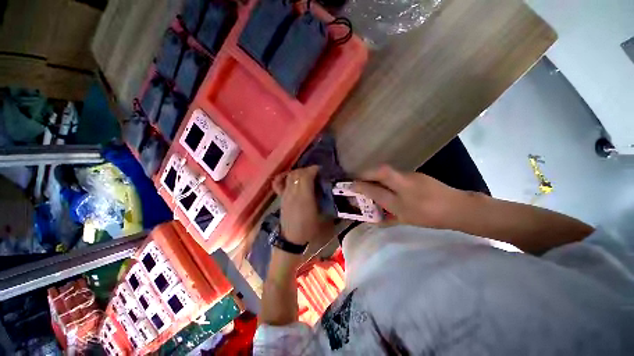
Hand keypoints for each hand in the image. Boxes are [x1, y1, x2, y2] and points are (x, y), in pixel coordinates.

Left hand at [272, 166, 330, 244]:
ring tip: (306, 175)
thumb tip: (325, 188)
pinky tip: (288, 176)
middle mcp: (293, 192)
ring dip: (299, 172)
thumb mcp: (321, 215)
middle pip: (298, 173)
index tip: (321, 170)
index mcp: (304, 197)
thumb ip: (323, 199)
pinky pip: (278, 183)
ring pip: (290, 176)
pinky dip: (283, 176)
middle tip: (316, 173)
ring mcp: (285, 194)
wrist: (292, 238)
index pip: (306, 176)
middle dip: (308, 170)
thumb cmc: (309, 228)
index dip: (314, 170)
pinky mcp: (281, 197)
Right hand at [352, 165, 468, 229]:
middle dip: (366, 173)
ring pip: (388, 171)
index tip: (350, 185)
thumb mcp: (406, 221)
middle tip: (356, 178)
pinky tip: (386, 183)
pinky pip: (395, 174)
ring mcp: (411, 177)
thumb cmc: (431, 218)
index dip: (361, 186)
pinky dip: (385, 176)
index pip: (376, 190)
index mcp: (403, 201)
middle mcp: (405, 186)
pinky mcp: (415, 174)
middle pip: (382, 172)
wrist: (459, 208)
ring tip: (368, 180)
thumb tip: (373, 219)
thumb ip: (387, 219)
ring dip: (374, 174)